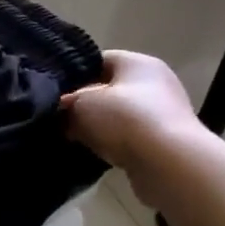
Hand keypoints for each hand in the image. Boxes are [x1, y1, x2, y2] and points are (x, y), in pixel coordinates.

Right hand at [62, 51, 207, 209]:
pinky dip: (114, 146)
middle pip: (108, 90)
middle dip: (85, 105)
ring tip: (74, 139)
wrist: (170, 165)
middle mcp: (155, 83)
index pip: (98, 61)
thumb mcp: (81, 105)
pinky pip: (130, 139)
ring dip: (98, 128)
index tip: (54, 93)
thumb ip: (66, 105)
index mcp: (137, 62)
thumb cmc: (124, 120)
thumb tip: (61, 113)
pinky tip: (95, 155)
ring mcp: (163, 114)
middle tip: (59, 119)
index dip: (73, 75)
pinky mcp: (165, 143)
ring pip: (118, 117)